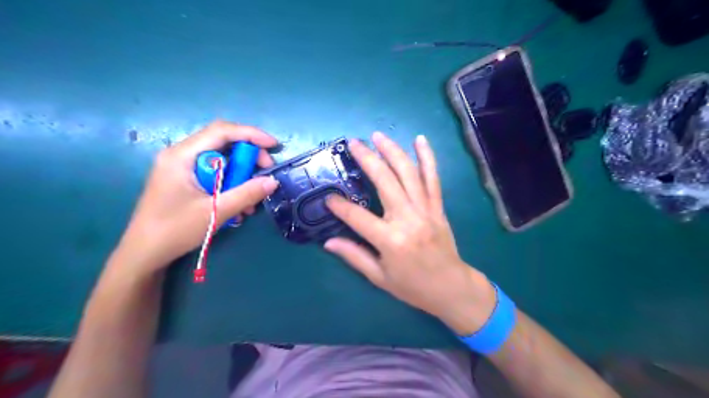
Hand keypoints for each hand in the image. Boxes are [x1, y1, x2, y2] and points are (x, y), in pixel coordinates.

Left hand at [114, 119, 279, 276]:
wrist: (144, 254)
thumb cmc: (175, 230)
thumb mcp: (216, 211)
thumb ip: (246, 194)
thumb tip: (273, 181)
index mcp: (182, 156)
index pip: (221, 131)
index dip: (251, 134)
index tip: (273, 146)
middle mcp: (181, 156)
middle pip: (223, 144)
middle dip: (248, 158)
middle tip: (265, 175)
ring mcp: (182, 169)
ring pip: (222, 162)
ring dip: (241, 178)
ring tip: (252, 201)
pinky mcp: (186, 181)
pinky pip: (215, 176)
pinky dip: (230, 187)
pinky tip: (238, 207)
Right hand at [325, 132, 493, 333]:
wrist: (451, 288)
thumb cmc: (413, 287)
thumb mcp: (379, 277)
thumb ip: (354, 256)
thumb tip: (328, 242)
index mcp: (390, 240)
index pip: (357, 217)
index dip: (340, 206)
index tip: (328, 197)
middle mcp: (408, 219)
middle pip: (385, 181)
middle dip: (367, 159)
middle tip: (352, 144)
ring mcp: (425, 210)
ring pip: (408, 173)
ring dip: (393, 151)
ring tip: (378, 136)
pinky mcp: (438, 207)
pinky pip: (433, 178)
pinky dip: (428, 158)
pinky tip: (420, 140)